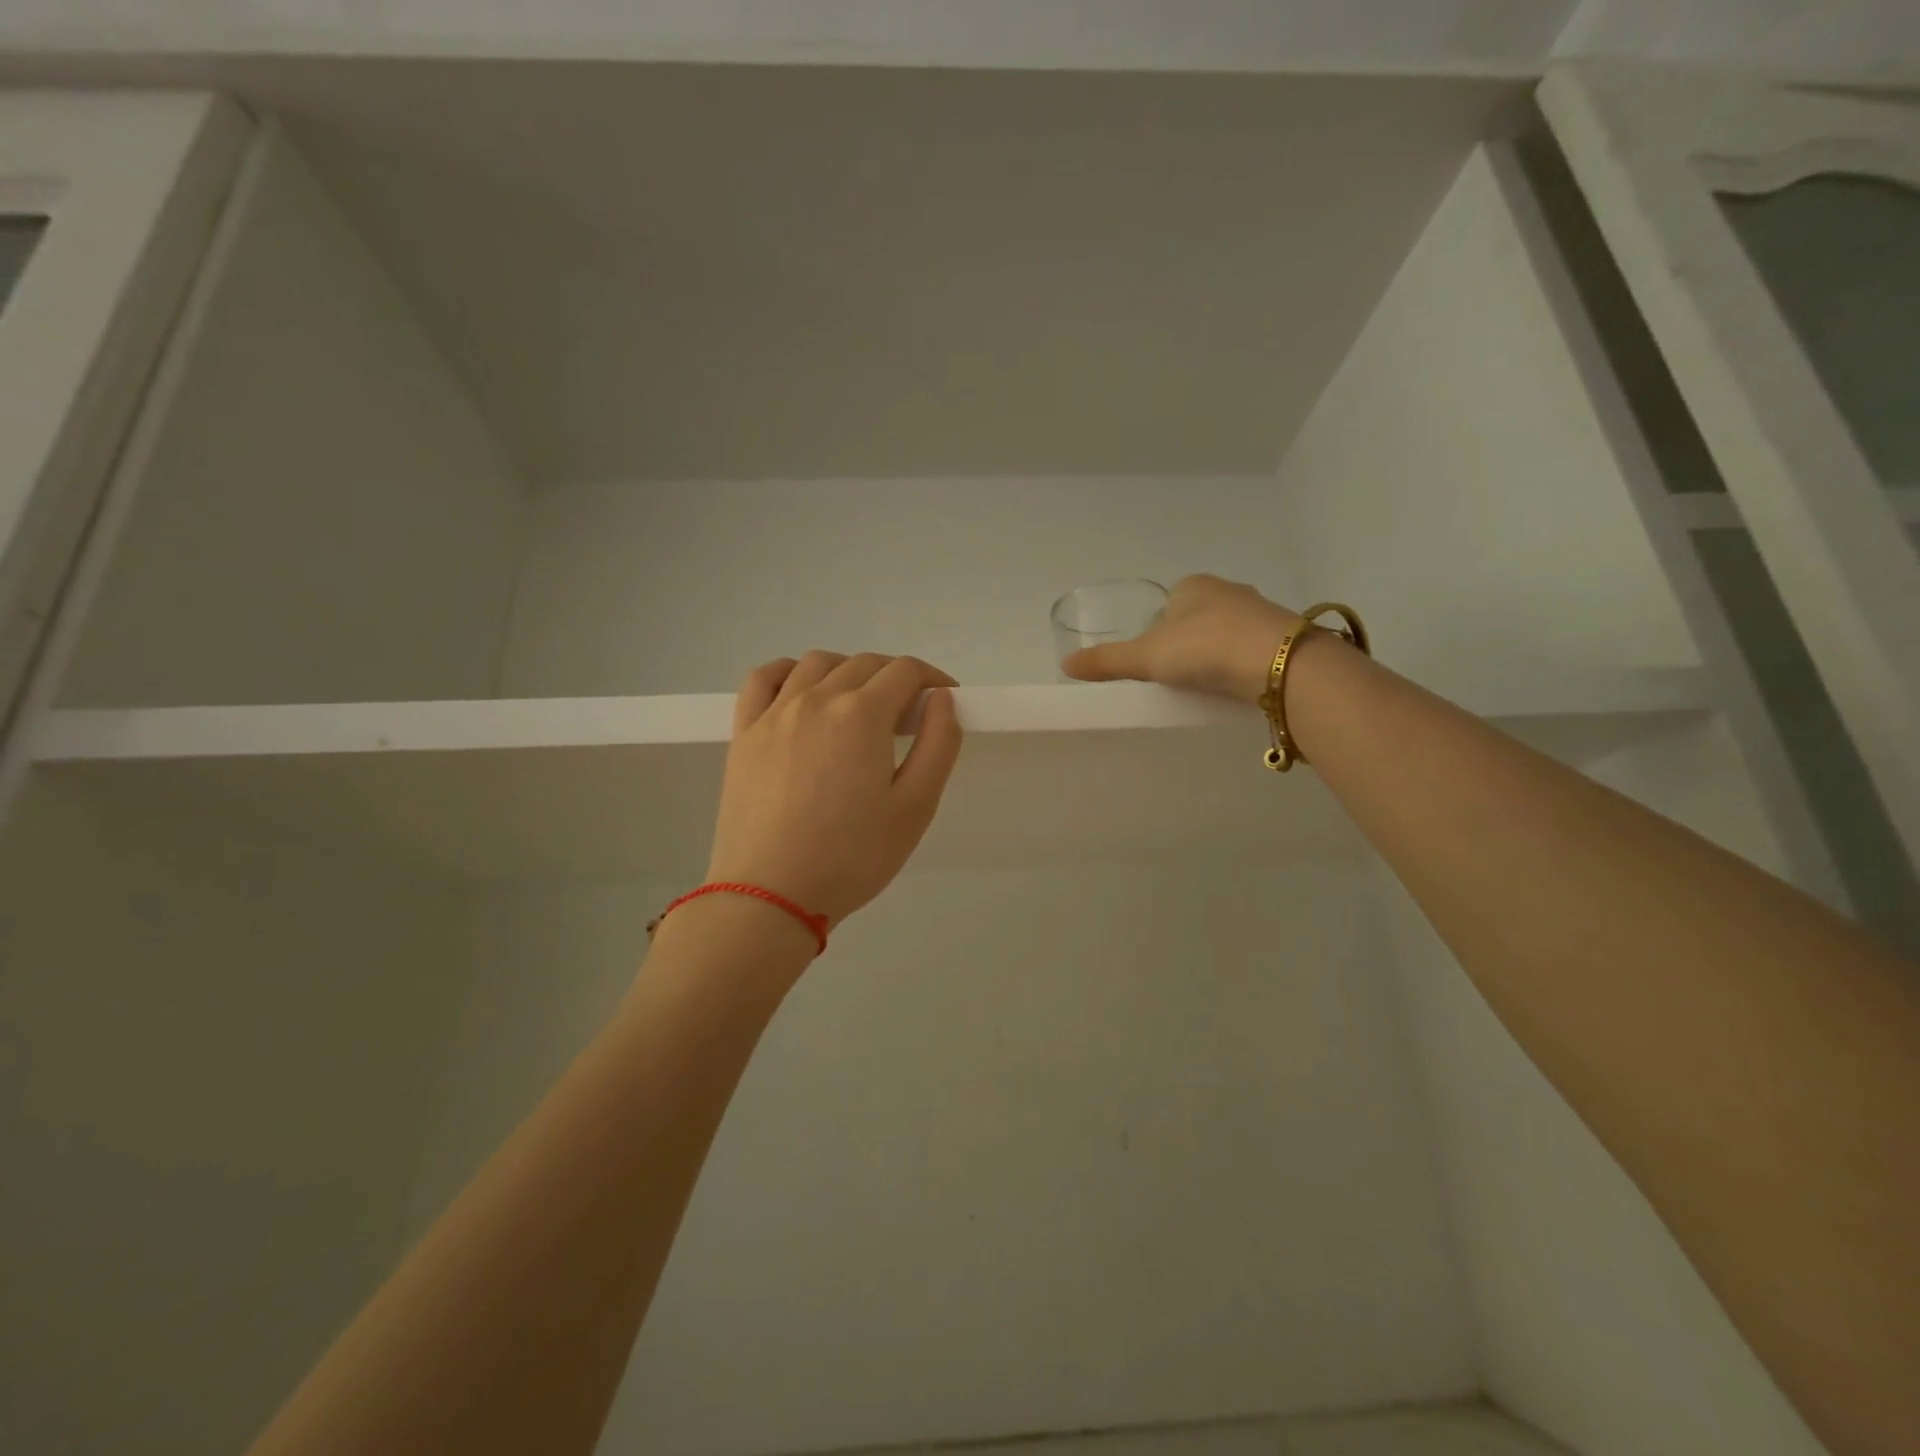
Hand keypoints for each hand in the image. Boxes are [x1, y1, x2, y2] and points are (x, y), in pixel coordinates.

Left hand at [705, 653, 963, 927]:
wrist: (770, 894)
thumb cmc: (852, 857)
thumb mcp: (916, 808)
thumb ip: (938, 744)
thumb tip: (941, 699)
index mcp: (862, 715)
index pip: (904, 671)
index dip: (932, 679)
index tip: (943, 701)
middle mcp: (816, 698)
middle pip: (864, 663)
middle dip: (895, 678)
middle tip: (908, 716)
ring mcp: (774, 713)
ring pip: (817, 664)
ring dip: (848, 671)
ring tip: (859, 706)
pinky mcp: (744, 733)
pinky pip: (764, 679)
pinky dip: (788, 672)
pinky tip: (800, 691)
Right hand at [1061, 574, 1301, 703]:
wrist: (1275, 663)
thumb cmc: (1203, 648)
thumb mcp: (1145, 657)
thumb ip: (1107, 661)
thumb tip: (1065, 664)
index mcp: (1192, 586)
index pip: (1167, 604)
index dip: (1157, 630)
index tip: (1154, 659)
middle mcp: (1227, 590)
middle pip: (1197, 617)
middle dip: (1187, 641)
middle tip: (1178, 673)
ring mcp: (1260, 611)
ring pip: (1227, 631)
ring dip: (1216, 652)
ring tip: (1206, 683)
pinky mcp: (1282, 637)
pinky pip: (1251, 649)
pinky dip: (1240, 664)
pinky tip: (1235, 685)